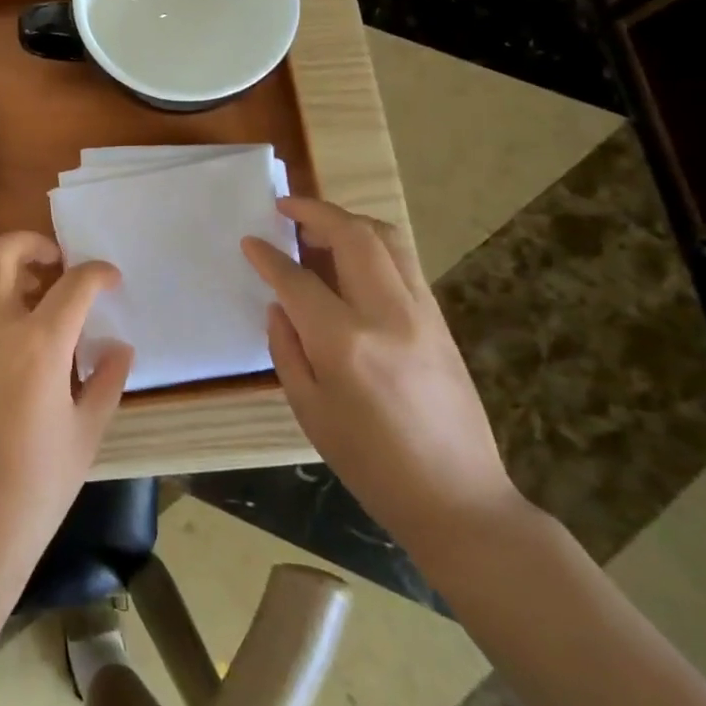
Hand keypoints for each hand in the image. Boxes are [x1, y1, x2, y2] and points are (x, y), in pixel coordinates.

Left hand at [0, 232, 132, 591]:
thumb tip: (119, 347)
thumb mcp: (86, 433)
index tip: (111, 278)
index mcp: (37, 346)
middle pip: (2, 254)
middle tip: (58, 262)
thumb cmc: (38, 486)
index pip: (72, 286)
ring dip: (4, 264)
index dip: (97, 273)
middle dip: (33, 243)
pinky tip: (16, 330)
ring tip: (35, 288)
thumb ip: (104, 381)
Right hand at [242, 198, 520, 558]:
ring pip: (387, 240)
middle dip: (315, 212)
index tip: (249, 241)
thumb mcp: (309, 410)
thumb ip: (286, 348)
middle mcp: (388, 314)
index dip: (268, 256)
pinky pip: (404, 263)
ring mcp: (422, 314)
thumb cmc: (369, 462)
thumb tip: (280, 305)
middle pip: (353, 236)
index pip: (297, 279)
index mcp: (345, 342)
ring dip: (349, 221)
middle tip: (286, 208)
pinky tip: (351, 261)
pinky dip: (373, 246)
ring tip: (319, 227)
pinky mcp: (441, 321)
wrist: (456, 498)